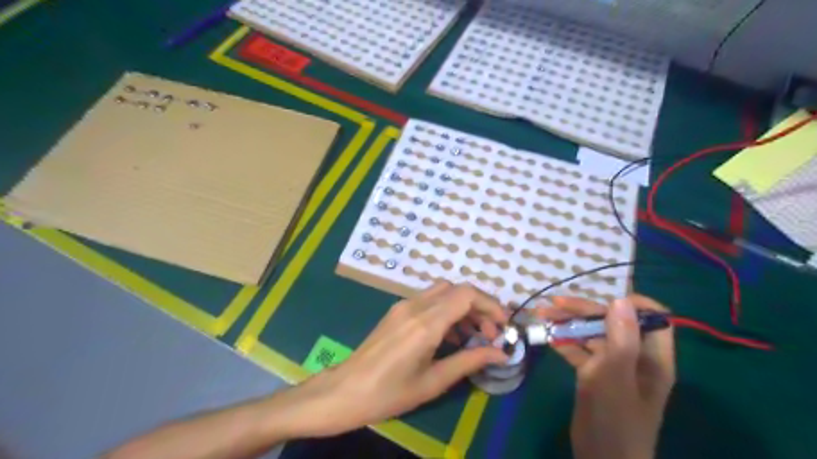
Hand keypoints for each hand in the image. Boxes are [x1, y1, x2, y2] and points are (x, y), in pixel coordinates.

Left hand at [294, 282, 508, 434]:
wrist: (345, 390)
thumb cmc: (389, 393)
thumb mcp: (433, 381)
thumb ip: (469, 361)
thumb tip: (501, 353)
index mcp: (425, 324)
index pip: (466, 295)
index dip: (490, 305)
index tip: (503, 325)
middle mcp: (415, 306)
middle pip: (456, 289)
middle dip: (479, 306)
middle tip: (490, 333)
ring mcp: (403, 305)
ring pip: (443, 291)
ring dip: (463, 307)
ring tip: (473, 336)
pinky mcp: (397, 310)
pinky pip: (428, 300)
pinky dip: (446, 309)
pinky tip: (449, 334)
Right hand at [542, 295, 679, 458]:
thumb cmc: (615, 420)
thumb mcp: (616, 377)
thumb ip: (621, 339)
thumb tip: (621, 300)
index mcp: (651, 357)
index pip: (652, 318)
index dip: (631, 303)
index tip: (603, 299)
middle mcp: (634, 356)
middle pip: (612, 322)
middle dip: (584, 310)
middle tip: (554, 304)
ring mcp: (612, 365)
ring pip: (592, 334)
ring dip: (569, 323)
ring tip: (543, 314)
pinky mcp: (594, 374)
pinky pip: (580, 350)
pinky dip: (564, 342)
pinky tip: (547, 337)